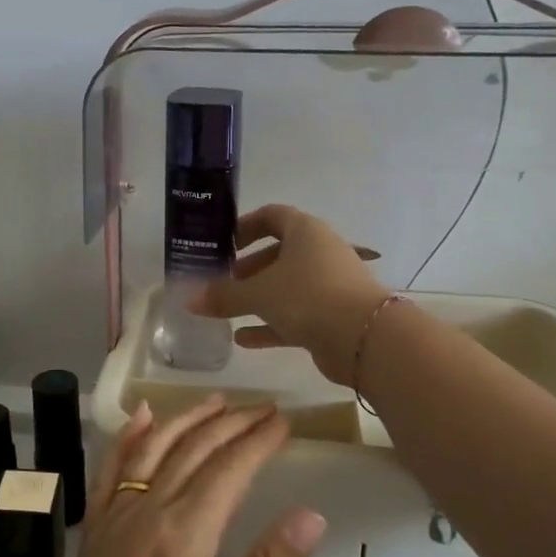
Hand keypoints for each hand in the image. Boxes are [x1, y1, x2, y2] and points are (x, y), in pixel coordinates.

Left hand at [41, 398, 326, 556]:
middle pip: (192, 451)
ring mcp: (112, 520)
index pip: (228, 471)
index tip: (284, 421)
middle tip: (264, 408)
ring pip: (152, 450)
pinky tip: (140, 417)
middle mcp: (144, 513)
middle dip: (231, 424)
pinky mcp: (93, 534)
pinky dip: (127, 437)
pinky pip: (110, 471)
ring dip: (185, 420)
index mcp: (182, 538)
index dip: (258, 442)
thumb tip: (311, 514)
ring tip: (216, 401)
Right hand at [192, 204, 390, 385]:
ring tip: (227, 308)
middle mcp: (319, 253)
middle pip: (279, 253)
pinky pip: (295, 316)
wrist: (364, 338)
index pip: (273, 216)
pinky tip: (243, 339)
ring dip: (258, 297)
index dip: (246, 226)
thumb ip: (224, 295)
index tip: (224, 243)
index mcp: (305, 232)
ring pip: (286, 286)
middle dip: (249, 267)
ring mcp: (328, 286)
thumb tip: (191, 300)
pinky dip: (270, 325)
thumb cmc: (308, 296)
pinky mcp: (332, 317)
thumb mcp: (259, 293)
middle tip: (222, 279)